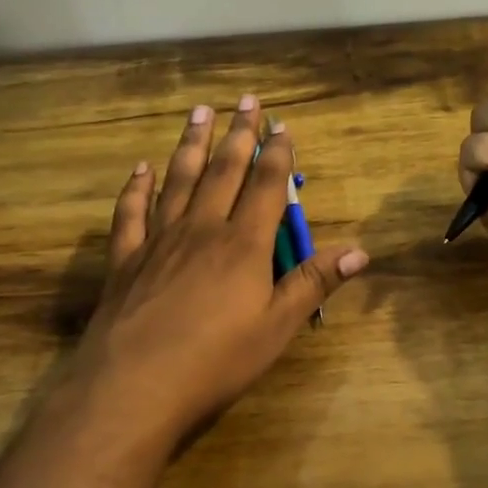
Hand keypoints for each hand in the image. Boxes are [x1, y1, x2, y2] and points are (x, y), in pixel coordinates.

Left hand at [75, 97, 368, 439]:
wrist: (133, 387)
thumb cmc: (215, 361)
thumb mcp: (276, 328)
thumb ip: (313, 283)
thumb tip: (361, 250)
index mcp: (243, 244)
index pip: (265, 186)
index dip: (277, 154)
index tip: (282, 125)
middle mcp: (202, 229)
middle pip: (223, 171)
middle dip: (237, 134)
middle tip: (244, 100)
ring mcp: (159, 240)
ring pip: (178, 180)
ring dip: (191, 145)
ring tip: (199, 112)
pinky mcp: (126, 259)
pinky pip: (132, 212)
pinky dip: (136, 187)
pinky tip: (140, 168)